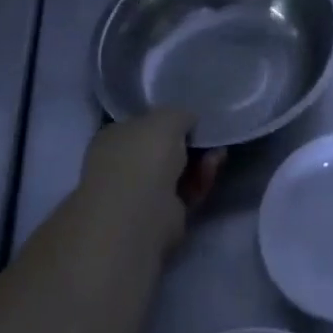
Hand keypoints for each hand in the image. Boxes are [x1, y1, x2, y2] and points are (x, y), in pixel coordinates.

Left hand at [75, 109, 223, 261]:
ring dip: (201, 161)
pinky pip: (185, 192)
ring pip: (178, 172)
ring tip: (218, 154)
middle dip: (191, 143)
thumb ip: (180, 115)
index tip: (193, 120)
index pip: (143, 125)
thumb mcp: (167, 117)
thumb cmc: (144, 154)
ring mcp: (140, 194)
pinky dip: (201, 181)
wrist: (141, 210)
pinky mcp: (161, 217)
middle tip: (211, 137)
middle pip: (164, 150)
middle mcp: (122, 166)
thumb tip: (188, 122)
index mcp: (113, 138)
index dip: (169, 122)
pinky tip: (212, 170)